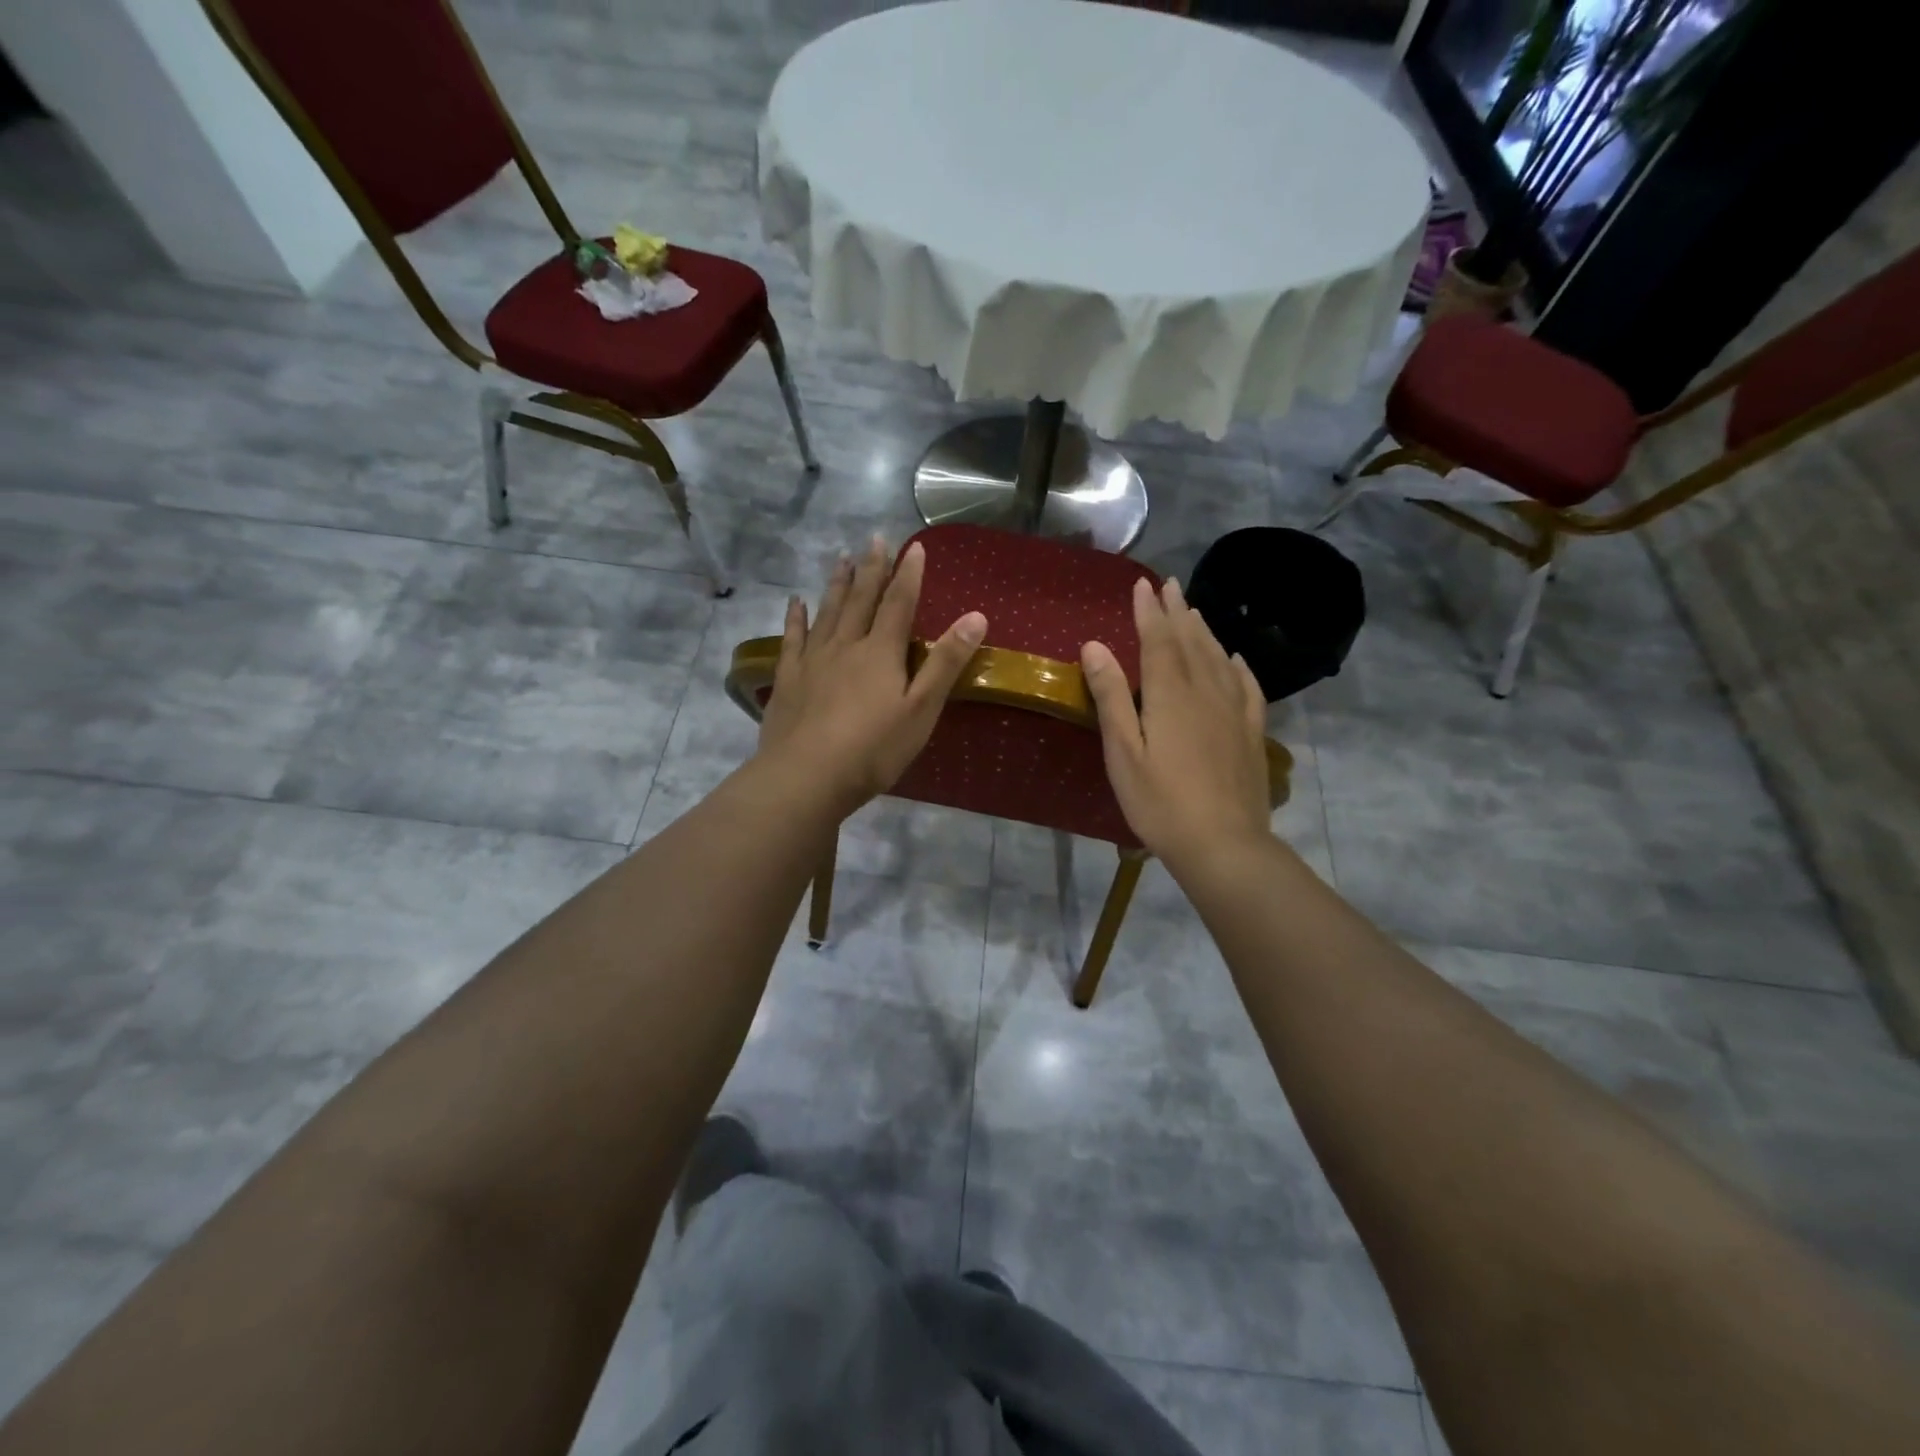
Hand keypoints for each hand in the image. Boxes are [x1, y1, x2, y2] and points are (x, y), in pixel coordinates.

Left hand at [757, 537, 986, 814]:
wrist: (806, 776)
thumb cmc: (873, 748)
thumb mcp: (921, 709)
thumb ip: (945, 663)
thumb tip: (975, 616)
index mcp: (881, 652)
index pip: (899, 603)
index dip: (908, 575)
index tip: (913, 547)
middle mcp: (846, 645)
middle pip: (861, 600)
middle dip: (872, 569)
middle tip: (875, 539)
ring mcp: (813, 660)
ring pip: (827, 611)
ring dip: (837, 583)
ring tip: (842, 558)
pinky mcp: (789, 679)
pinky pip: (792, 638)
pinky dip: (795, 617)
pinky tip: (795, 602)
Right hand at [1081, 577, 1272, 874]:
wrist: (1224, 844)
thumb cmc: (1161, 802)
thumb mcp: (1123, 752)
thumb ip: (1111, 697)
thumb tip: (1094, 646)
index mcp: (1170, 694)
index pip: (1158, 640)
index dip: (1148, 611)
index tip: (1142, 585)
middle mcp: (1205, 691)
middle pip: (1190, 641)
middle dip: (1177, 611)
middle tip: (1170, 585)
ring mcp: (1234, 711)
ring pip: (1218, 658)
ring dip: (1204, 631)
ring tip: (1194, 611)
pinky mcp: (1251, 732)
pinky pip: (1247, 686)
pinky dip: (1237, 665)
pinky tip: (1235, 658)